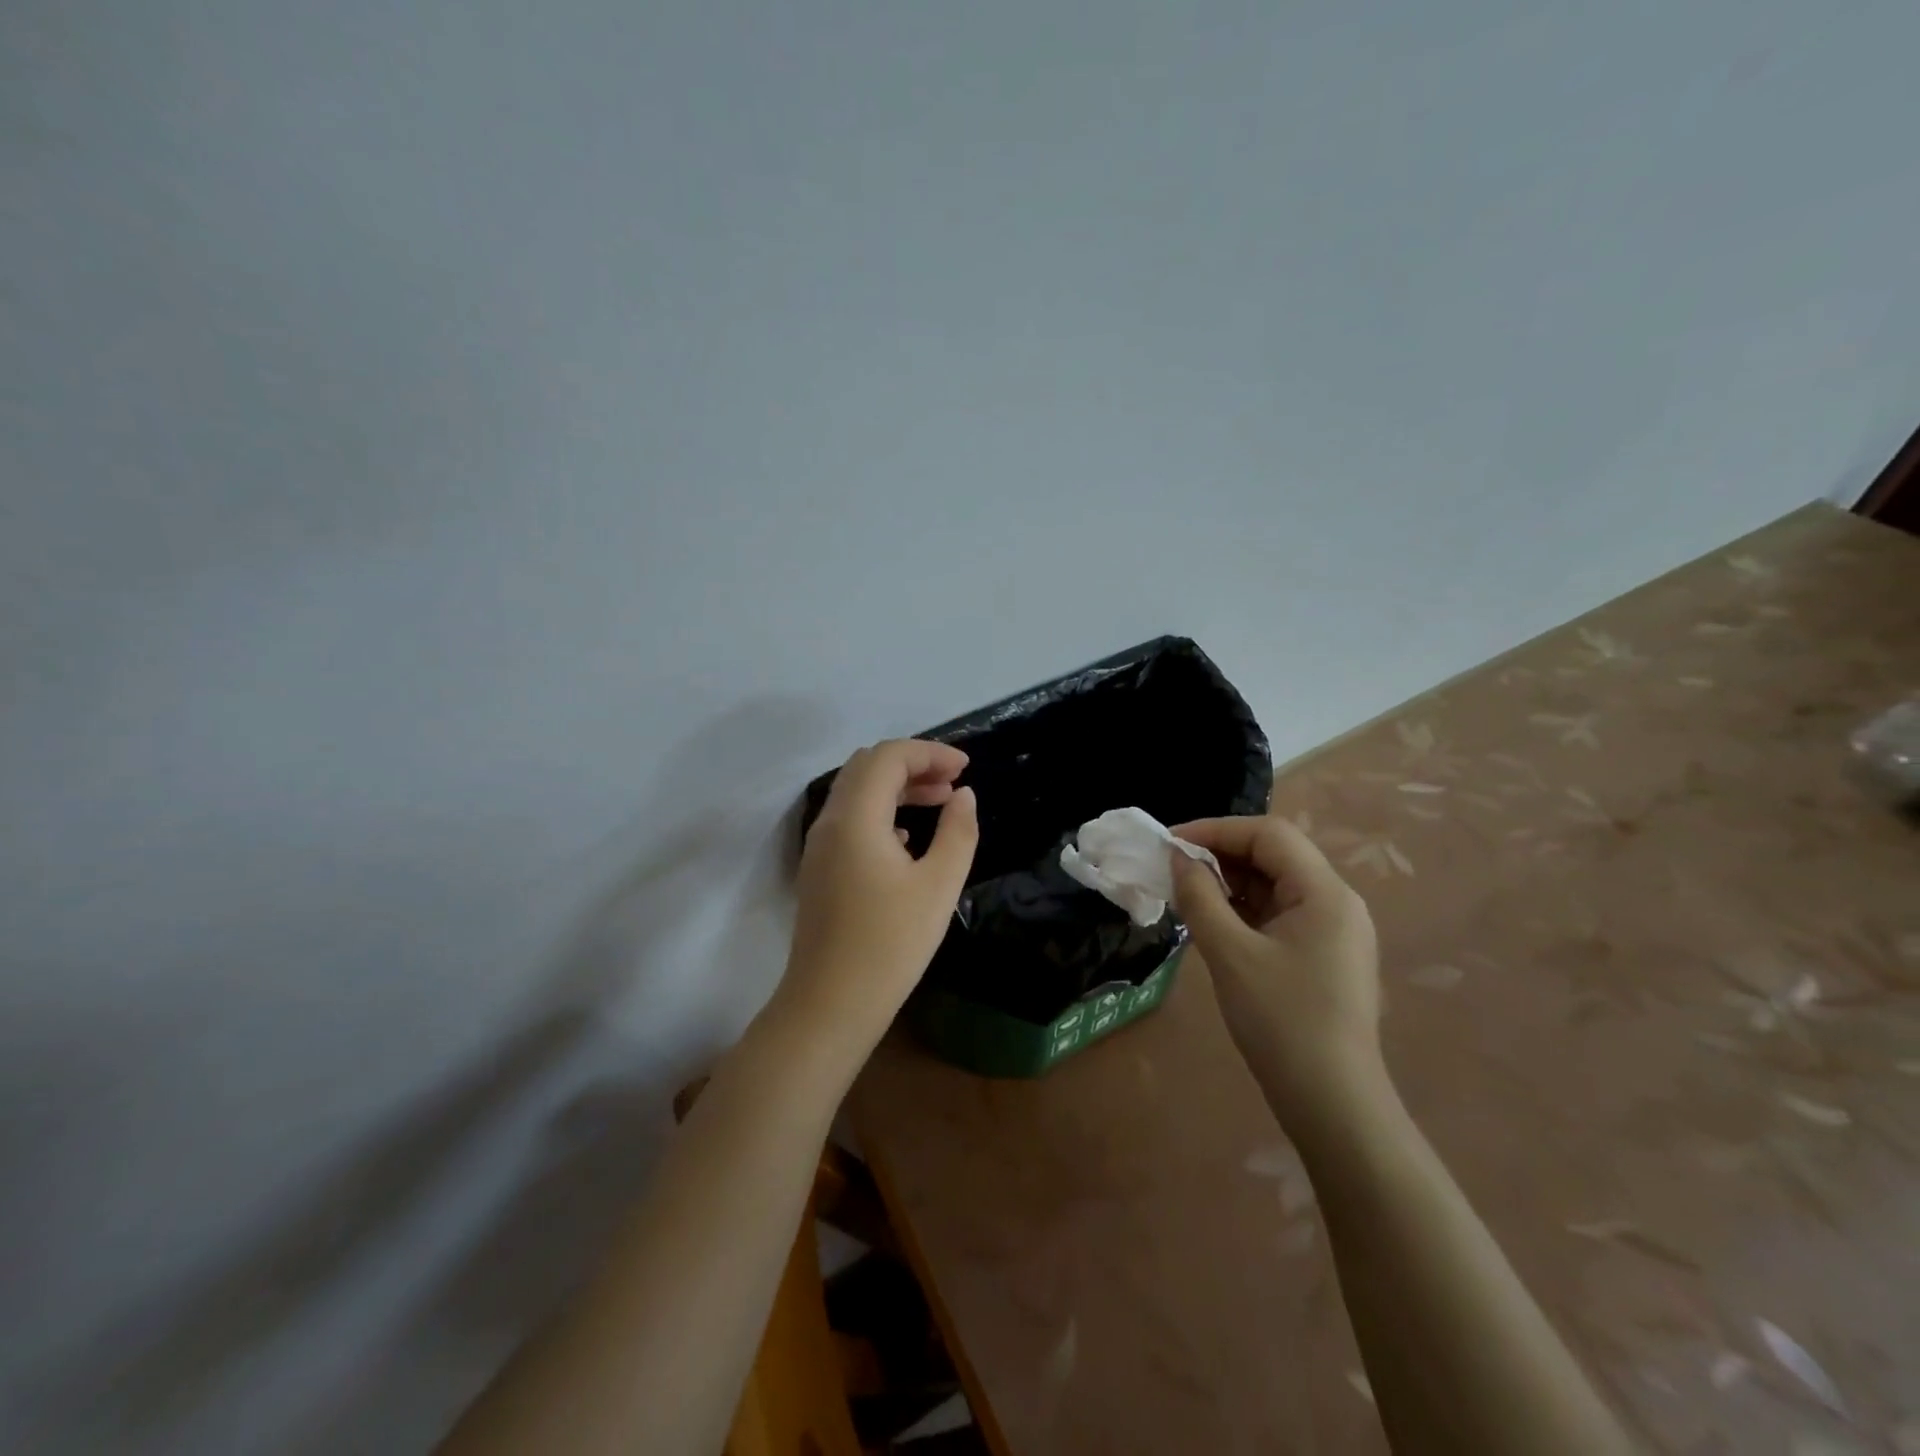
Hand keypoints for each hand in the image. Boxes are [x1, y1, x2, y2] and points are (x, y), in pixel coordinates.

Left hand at [776, 740, 978, 1057]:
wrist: (831, 1003)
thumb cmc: (891, 944)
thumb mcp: (939, 886)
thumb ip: (958, 832)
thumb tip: (964, 796)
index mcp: (856, 817)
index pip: (889, 757)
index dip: (930, 752)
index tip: (966, 767)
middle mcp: (830, 821)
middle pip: (867, 766)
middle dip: (912, 763)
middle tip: (953, 780)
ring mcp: (819, 845)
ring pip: (856, 792)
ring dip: (896, 786)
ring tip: (940, 801)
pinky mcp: (819, 868)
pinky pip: (850, 818)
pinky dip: (881, 811)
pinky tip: (910, 837)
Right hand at [1169, 813, 1383, 1124]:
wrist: (1332, 1103)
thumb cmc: (1281, 1021)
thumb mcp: (1230, 954)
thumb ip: (1200, 898)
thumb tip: (1178, 859)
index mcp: (1325, 893)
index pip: (1268, 834)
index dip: (1216, 830)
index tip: (1170, 843)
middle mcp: (1337, 902)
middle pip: (1275, 855)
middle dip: (1220, 854)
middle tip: (1173, 868)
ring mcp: (1334, 930)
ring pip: (1275, 885)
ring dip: (1230, 883)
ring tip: (1186, 894)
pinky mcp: (1324, 955)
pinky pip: (1279, 913)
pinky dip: (1244, 909)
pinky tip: (1213, 922)